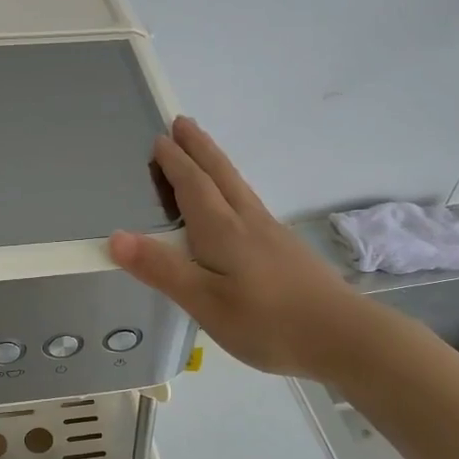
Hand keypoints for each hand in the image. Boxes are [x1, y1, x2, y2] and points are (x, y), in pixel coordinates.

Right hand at [109, 118, 365, 379]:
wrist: (342, 336)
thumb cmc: (267, 321)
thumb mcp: (205, 302)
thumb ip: (162, 269)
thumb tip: (116, 237)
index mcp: (222, 230)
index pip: (193, 186)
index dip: (174, 163)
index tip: (160, 138)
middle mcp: (247, 221)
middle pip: (220, 174)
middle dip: (198, 148)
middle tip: (182, 122)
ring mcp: (271, 233)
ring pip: (238, 186)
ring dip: (217, 163)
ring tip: (204, 152)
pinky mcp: (286, 249)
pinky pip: (249, 203)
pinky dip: (233, 188)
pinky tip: (236, 205)